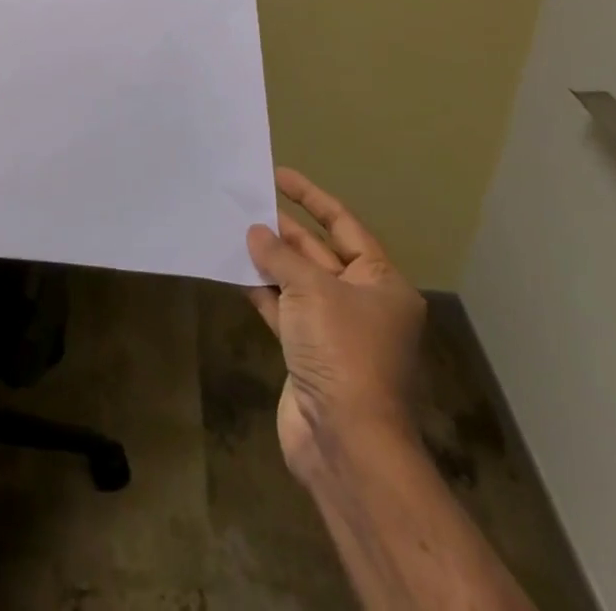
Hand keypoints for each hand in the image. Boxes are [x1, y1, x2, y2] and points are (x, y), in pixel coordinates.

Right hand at [246, 168, 426, 487]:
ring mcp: (335, 330)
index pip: (344, 225)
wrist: (346, 441)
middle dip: (284, 230)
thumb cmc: (342, 351)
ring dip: (270, 260)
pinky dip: (262, 291)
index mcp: (381, 282)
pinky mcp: (310, 354)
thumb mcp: (311, 290)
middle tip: (246, 202)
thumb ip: (280, 256)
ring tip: (234, 229)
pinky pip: (284, 310)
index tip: (278, 175)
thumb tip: (256, 232)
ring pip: (298, 282)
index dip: (311, 197)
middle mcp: (362, 302)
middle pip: (319, 253)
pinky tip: (235, 271)